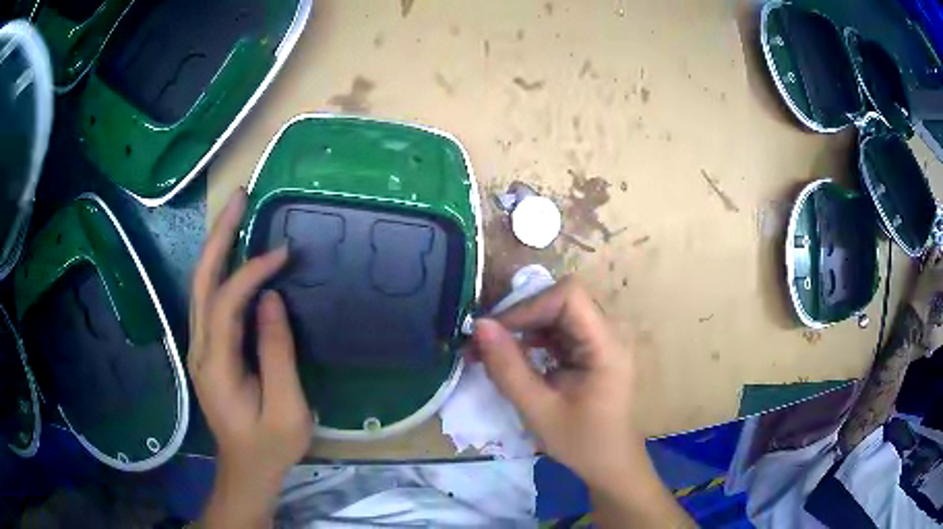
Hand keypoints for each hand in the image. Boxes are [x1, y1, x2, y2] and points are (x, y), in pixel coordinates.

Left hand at [190, 189, 311, 525]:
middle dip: (219, 236)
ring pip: (202, 286)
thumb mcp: (287, 409)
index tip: (283, 254)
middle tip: (240, 199)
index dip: (252, 272)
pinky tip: (235, 255)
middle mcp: (199, 348)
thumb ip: (277, 353)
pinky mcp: (209, 349)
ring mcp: (201, 347)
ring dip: (217, 247)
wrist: (246, 469)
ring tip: (237, 214)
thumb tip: (272, 299)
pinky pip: (212, 301)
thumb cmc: (271, 446)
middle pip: (201, 281)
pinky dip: (223, 270)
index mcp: (216, 365)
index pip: (227, 302)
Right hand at [471, 278, 637, 485]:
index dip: (529, 306)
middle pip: (561, 300)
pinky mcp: (590, 349)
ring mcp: (600, 340)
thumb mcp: (538, 410)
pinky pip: (558, 329)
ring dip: (522, 326)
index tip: (494, 332)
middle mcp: (608, 333)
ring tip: (490, 350)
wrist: (609, 463)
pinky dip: (532, 338)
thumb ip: (508, 368)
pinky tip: (513, 356)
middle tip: (484, 342)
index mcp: (606, 346)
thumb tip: (479, 326)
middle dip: (520, 316)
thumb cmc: (580, 442)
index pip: (569, 297)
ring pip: (556, 312)